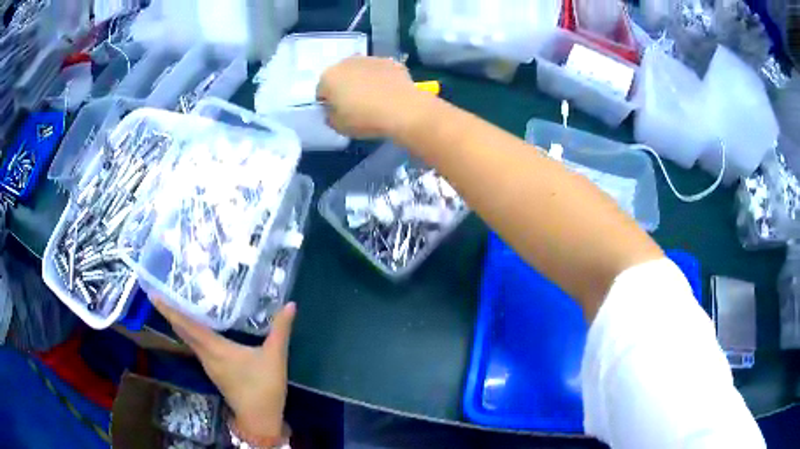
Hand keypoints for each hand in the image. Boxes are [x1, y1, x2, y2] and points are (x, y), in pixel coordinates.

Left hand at [153, 299, 295, 439]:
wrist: (260, 419)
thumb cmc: (264, 387)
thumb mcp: (275, 357)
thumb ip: (281, 329)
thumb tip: (291, 304)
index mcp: (215, 349)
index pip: (187, 325)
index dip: (169, 310)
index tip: (153, 295)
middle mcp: (206, 355)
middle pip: (182, 330)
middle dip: (170, 312)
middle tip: (161, 290)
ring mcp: (208, 364)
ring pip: (188, 339)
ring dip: (179, 322)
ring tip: (176, 302)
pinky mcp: (214, 370)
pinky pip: (195, 345)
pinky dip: (190, 332)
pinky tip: (197, 326)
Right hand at [317, 56, 431, 138]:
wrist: (403, 110)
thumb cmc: (364, 119)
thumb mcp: (339, 126)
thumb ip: (330, 117)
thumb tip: (333, 111)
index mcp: (329, 77)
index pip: (321, 90)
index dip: (328, 103)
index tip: (338, 113)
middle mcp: (347, 62)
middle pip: (341, 76)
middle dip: (345, 87)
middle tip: (355, 105)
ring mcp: (370, 59)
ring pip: (361, 71)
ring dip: (363, 81)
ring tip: (374, 98)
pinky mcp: (390, 61)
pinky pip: (380, 71)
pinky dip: (381, 79)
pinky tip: (388, 93)